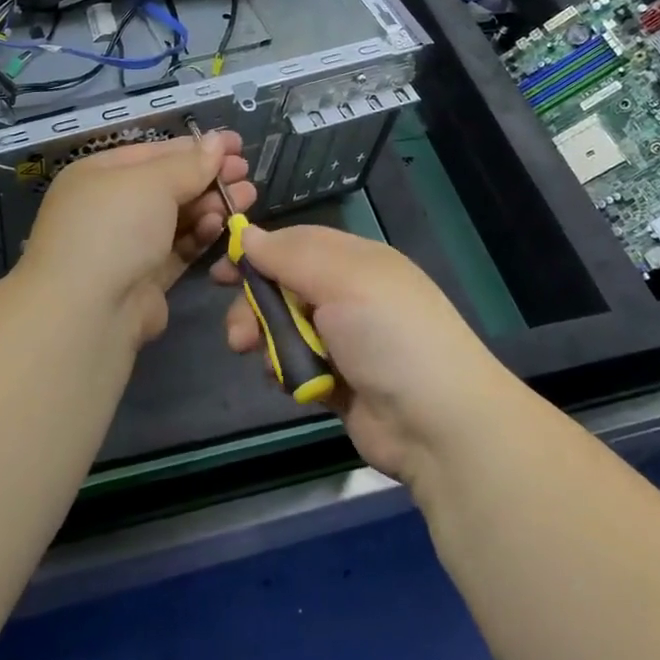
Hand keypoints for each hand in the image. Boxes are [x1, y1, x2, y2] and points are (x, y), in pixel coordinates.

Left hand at [18, 130, 253, 344]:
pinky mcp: (143, 280)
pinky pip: (177, 249)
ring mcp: (125, 245)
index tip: (236, 144)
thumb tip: (217, 140)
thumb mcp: (153, 183)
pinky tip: (220, 225)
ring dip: (211, 205)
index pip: (155, 153)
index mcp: (98, 175)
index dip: (196, 147)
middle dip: (208, 177)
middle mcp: (108, 207)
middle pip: (168, 185)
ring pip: (176, 218)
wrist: (87, 313)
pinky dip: (199, 235)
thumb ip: (190, 163)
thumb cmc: (114, 228)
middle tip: (246, 174)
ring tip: (246, 197)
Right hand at [215, 225, 511, 486]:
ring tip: (262, 359)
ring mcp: (345, 341)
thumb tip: (248, 234)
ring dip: (267, 341)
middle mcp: (349, 295)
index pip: (296, 244)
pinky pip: (297, 366)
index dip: (258, 253)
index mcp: (356, 261)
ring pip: (285, 328)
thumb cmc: (389, 334)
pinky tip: (288, 383)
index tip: (221, 268)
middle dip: (256, 305)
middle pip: (284, 287)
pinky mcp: (339, 382)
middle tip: (238, 332)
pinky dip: (287, 372)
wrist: (439, 425)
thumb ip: (290, 255)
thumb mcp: (342, 279)